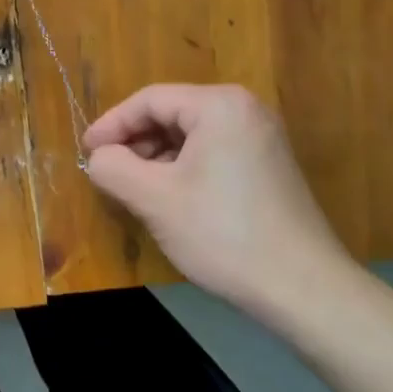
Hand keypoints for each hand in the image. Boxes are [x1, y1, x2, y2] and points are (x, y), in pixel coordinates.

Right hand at [82, 84, 356, 326]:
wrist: (306, 291)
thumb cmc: (224, 234)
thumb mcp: (155, 199)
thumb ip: (114, 168)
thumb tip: (99, 157)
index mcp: (219, 105)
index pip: (149, 100)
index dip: (112, 124)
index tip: (87, 152)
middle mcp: (244, 109)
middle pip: (172, 114)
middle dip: (136, 142)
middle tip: (109, 172)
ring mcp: (262, 137)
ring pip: (192, 135)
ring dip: (157, 157)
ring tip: (135, 188)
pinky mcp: (270, 165)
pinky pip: (213, 152)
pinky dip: (184, 168)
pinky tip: (171, 198)